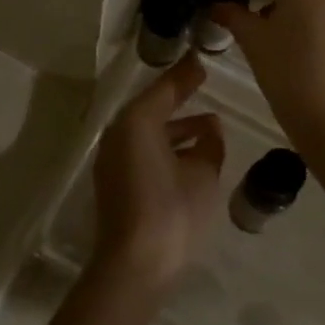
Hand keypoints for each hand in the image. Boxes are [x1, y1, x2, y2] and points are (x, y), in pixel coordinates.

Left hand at [90, 55, 227, 289]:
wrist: (135, 264)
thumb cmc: (172, 211)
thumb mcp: (202, 174)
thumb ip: (209, 144)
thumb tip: (210, 128)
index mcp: (137, 122)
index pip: (165, 89)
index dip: (186, 75)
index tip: (202, 60)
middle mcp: (120, 134)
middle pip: (153, 108)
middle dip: (180, 98)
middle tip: (204, 83)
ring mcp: (114, 159)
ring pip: (148, 131)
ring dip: (177, 127)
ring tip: (210, 126)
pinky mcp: (115, 182)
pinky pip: (143, 151)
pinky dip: (166, 147)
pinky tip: (191, 157)